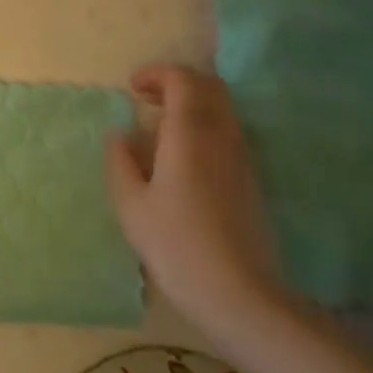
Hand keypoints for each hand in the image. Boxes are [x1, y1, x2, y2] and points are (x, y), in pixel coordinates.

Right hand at [106, 65, 287, 334]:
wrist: (242, 297)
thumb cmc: (177, 246)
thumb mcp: (131, 205)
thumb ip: (120, 161)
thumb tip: (120, 134)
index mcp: (190, 134)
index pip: (182, 80)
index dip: (156, 74)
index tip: (132, 89)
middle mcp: (222, 136)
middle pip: (209, 87)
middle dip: (177, 82)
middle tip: (146, 98)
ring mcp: (242, 158)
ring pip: (222, 109)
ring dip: (192, 103)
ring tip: (160, 125)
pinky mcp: (251, 180)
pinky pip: (228, 132)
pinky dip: (204, 125)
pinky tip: (183, 154)